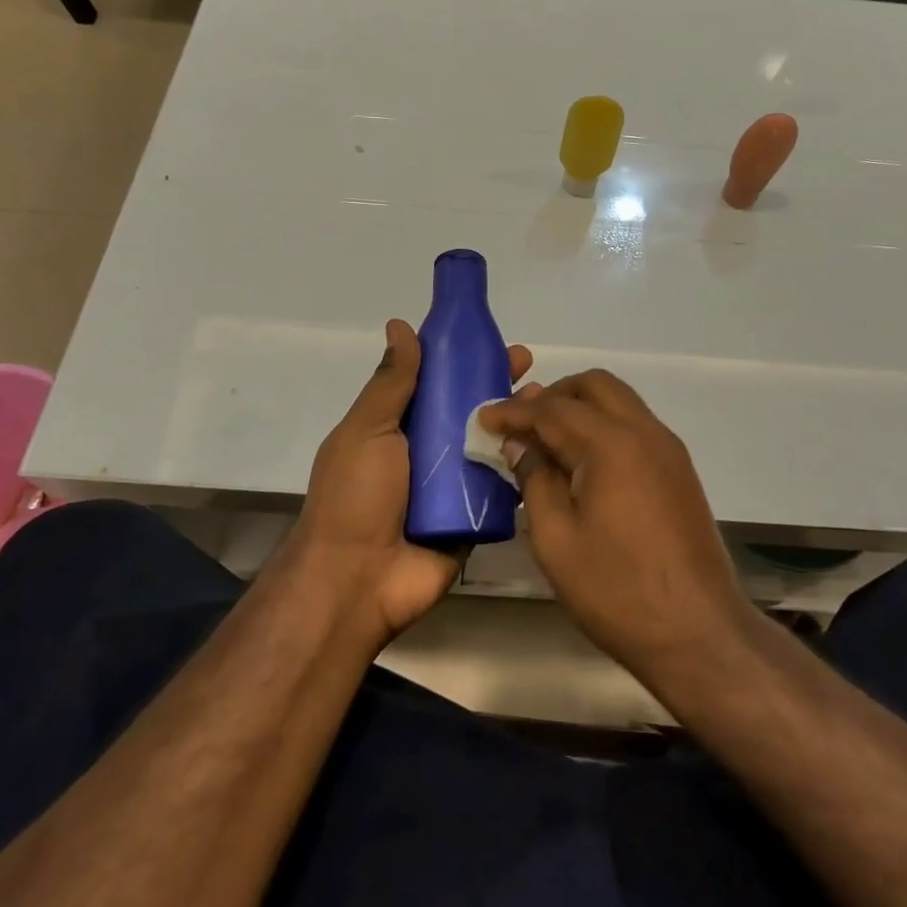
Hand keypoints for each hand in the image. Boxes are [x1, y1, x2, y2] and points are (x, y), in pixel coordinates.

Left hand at [286, 319, 532, 648]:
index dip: (463, 359)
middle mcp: (428, 452)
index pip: (437, 383)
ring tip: (546, 402)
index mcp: (399, 427)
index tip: (491, 340)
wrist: (356, 581)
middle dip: (498, 386)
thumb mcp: (367, 430)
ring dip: (518, 422)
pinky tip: (551, 445)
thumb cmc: (355, 496)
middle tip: (528, 369)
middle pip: (470, 410)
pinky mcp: (475, 517)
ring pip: (492, 444)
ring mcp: (454, 487)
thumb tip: (399, 325)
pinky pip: (504, 486)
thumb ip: (390, 382)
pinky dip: (525, 466)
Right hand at [477, 372, 756, 683]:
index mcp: (612, 443)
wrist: (699, 633)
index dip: (514, 411)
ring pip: (619, 402)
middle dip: (553, 395)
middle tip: (521, 423)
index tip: (484, 417)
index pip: (553, 409)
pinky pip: (634, 426)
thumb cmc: (618, 590)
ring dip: (580, 408)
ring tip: (546, 440)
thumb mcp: (557, 540)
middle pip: (594, 386)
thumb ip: (535, 481)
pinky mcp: (678, 470)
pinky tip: (581, 462)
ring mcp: (668, 449)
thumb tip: (521, 446)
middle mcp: (645, 432)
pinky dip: (603, 427)